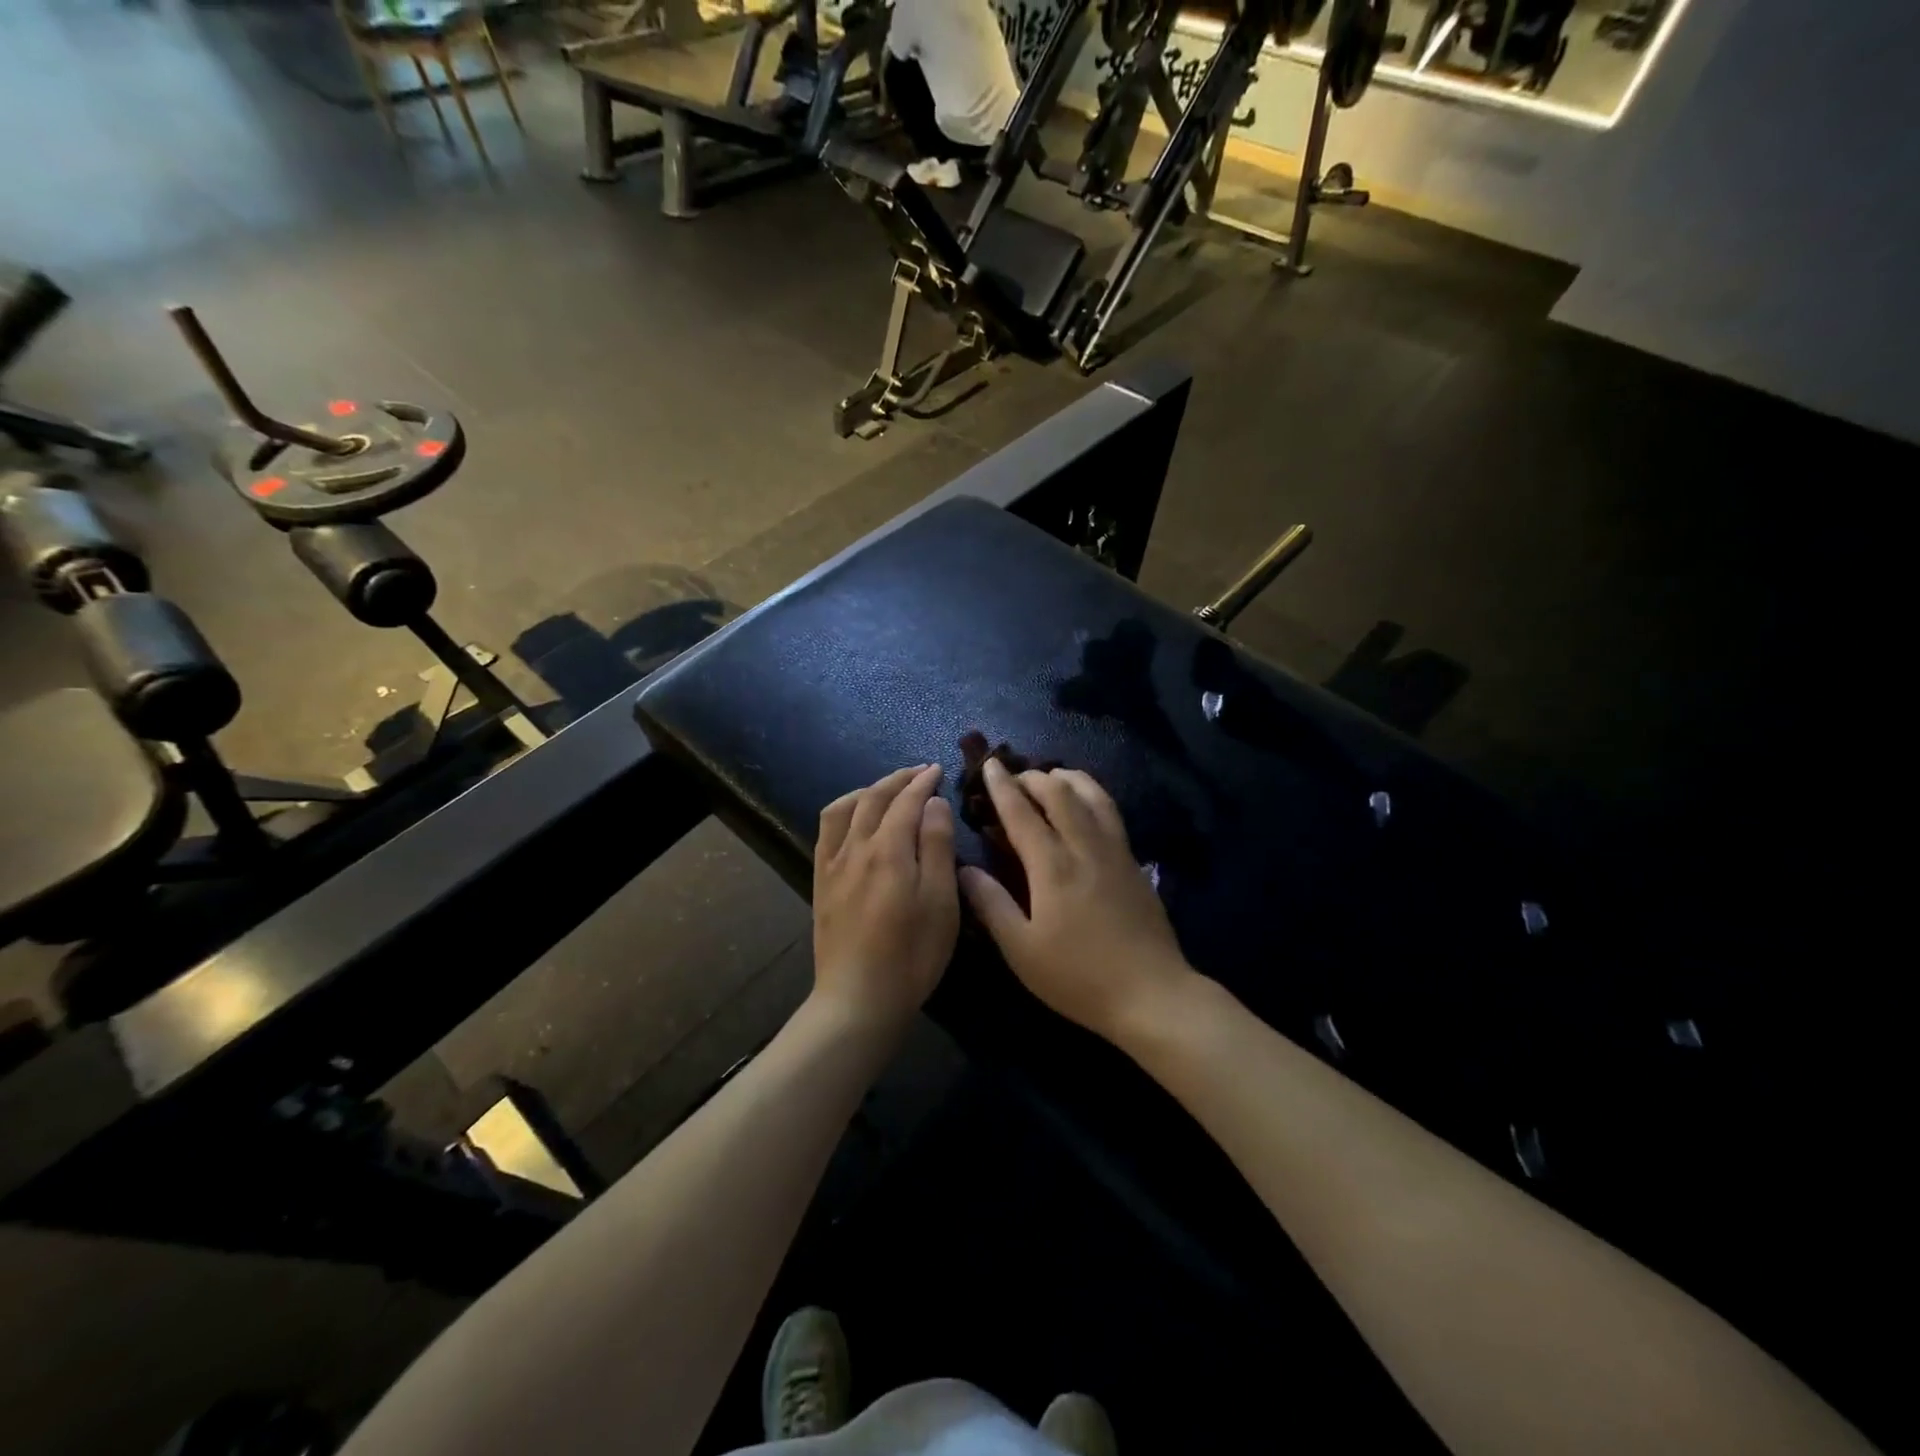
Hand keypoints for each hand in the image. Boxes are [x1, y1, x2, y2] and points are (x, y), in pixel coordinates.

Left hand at [812, 764, 958, 1030]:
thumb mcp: (940, 901)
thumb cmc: (912, 953)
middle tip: (918, 772)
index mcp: (889, 849)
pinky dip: (843, 812)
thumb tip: (933, 803)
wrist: (859, 998)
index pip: (906, 801)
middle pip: (874, 798)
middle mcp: (856, 847)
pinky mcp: (821, 882)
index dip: (923, 782)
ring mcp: (833, 864)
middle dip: (897, 779)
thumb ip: (937, 846)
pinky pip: (826, 832)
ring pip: (845, 808)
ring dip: (868, 790)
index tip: (937, 770)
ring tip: (886, 789)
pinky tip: (852, 819)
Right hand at [959, 759, 1194, 1042]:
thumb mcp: (1022, 950)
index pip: (1022, 813)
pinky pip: (1110, 811)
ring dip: (1067, 778)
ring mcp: (1115, 851)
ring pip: (1093, 795)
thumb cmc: (1078, 977)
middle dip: (1033, 776)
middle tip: (1014, 776)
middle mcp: (1085, 847)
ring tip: (1051, 777)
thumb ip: (991, 905)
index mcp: (1053, 867)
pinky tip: (1085, 805)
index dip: (1002, 786)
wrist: (1151, 993)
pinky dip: (1091, 794)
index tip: (989, 765)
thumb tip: (963, 869)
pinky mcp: (1134, 862)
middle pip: (1060, 792)